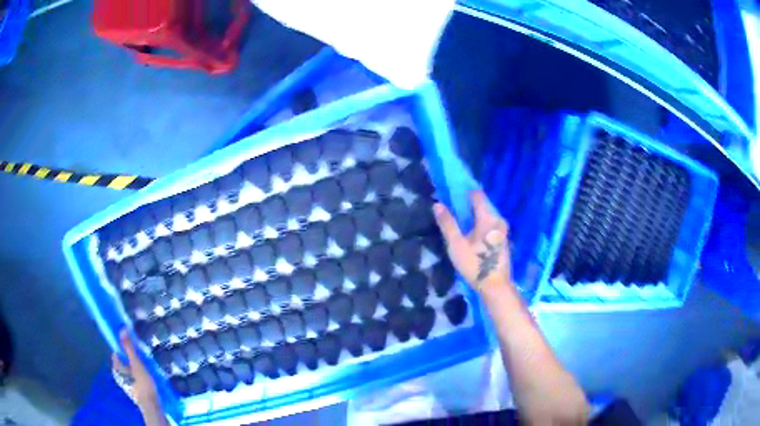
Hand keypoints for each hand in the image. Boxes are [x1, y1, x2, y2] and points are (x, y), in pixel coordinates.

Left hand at [112, 329, 160, 412]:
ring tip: (145, 368)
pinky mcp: (132, 391)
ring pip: (127, 371)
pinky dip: (137, 377)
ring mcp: (124, 385)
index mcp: (116, 367)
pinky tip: (146, 378)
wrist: (151, 406)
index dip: (123, 348)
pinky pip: (132, 379)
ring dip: (134, 368)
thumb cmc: (142, 383)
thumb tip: (121, 329)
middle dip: (129, 359)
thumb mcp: (136, 363)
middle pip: (122, 362)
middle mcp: (117, 375)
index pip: (116, 352)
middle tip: (141, 357)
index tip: (133, 347)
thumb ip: (128, 347)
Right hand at [433, 190, 510, 292]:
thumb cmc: (475, 264)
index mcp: (488, 218)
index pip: (477, 195)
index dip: (464, 191)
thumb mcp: (456, 244)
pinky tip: (471, 234)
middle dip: (467, 205)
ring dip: (474, 217)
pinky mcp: (503, 241)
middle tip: (452, 210)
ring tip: (459, 222)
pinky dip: (480, 225)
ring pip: (487, 217)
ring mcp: (503, 231)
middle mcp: (499, 221)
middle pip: (482, 205)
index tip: (450, 193)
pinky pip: (490, 226)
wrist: (495, 286)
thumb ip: (447, 223)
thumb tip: (437, 204)